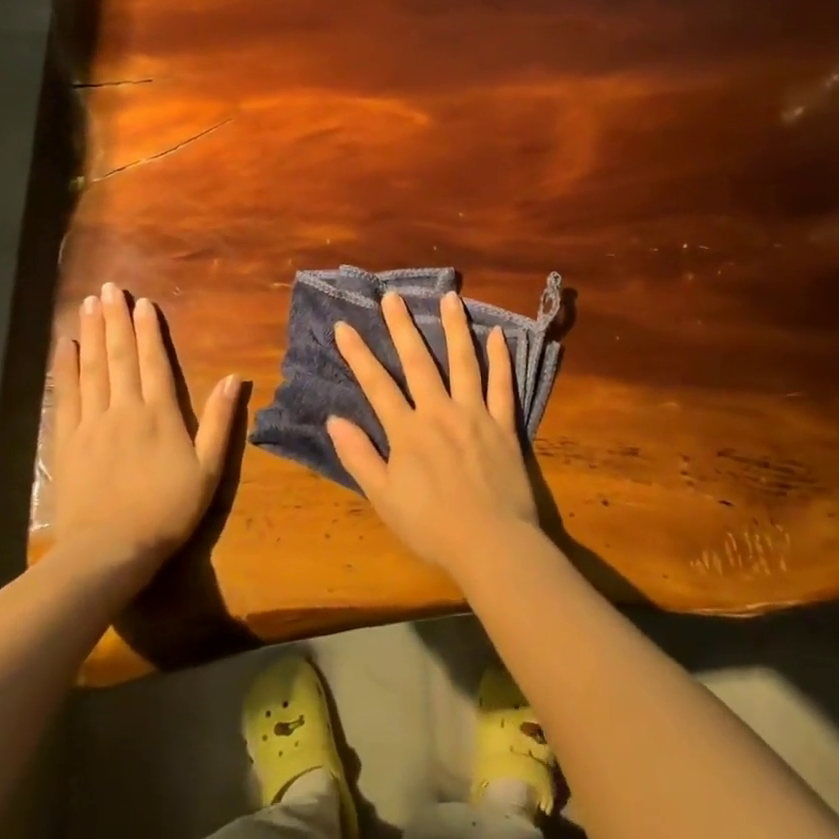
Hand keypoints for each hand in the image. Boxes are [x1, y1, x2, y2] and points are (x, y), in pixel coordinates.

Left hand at [48, 282, 239, 571]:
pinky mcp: (66, 441)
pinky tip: (65, 347)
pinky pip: (66, 396)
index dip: (148, 331)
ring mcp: (91, 423)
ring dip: (91, 334)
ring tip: (88, 304)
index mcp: (160, 414)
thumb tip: (235, 378)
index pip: (154, 362)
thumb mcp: (208, 469)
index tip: (143, 303)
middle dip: (115, 320)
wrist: (109, 550)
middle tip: (108, 289)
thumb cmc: (166, 510)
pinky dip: (66, 368)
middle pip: (119, 356)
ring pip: (92, 368)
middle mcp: (124, 409)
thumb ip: (220, 421)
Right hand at [328, 291, 540, 580]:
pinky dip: (499, 359)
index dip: (358, 354)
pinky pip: (502, 385)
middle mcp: (439, 411)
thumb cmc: (431, 526)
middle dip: (402, 326)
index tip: (344, 326)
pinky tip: (496, 335)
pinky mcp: (503, 424)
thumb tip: (334, 420)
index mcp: (407, 430)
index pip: (376, 384)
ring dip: (454, 327)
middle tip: (392, 296)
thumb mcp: (383, 498)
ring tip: (450, 297)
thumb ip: (359, 456)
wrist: (491, 543)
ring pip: (463, 361)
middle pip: (417, 361)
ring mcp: (475, 414)